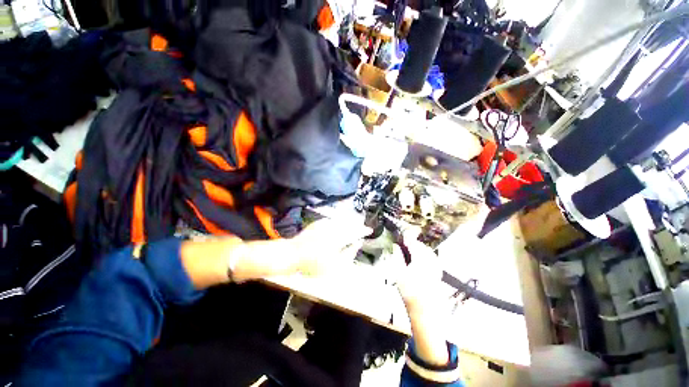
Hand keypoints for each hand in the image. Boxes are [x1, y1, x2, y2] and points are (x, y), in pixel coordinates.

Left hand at [288, 218, 370, 276]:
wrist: (292, 255)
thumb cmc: (313, 264)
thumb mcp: (334, 265)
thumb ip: (349, 253)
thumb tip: (358, 243)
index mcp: (338, 238)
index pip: (355, 232)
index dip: (363, 231)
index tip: (370, 230)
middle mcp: (333, 228)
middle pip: (349, 224)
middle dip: (357, 225)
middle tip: (363, 228)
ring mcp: (324, 224)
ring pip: (341, 221)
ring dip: (349, 222)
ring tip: (355, 225)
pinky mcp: (318, 223)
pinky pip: (333, 220)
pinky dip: (339, 222)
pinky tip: (340, 224)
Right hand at [390, 238, 450, 365]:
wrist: (425, 310)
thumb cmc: (409, 291)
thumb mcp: (399, 273)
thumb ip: (397, 257)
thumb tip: (395, 246)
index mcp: (420, 259)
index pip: (413, 243)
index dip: (407, 237)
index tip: (401, 235)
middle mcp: (430, 260)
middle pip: (421, 246)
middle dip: (413, 243)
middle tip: (404, 243)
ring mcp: (436, 266)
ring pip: (427, 251)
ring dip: (418, 248)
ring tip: (409, 250)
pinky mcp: (438, 271)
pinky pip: (431, 257)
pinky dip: (424, 255)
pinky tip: (418, 259)